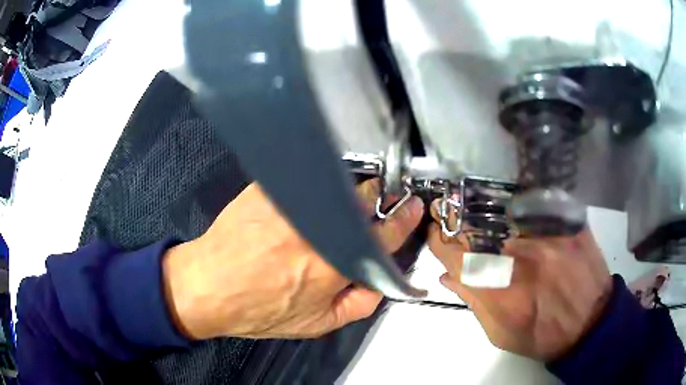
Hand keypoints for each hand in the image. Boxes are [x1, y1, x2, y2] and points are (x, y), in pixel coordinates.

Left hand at [162, 179, 423, 339]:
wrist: (208, 286)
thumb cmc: (255, 308)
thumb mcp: (316, 324)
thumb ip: (359, 304)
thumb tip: (380, 285)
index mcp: (334, 264)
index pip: (386, 233)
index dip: (404, 218)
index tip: (410, 208)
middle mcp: (315, 230)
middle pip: (366, 197)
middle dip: (378, 198)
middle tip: (372, 205)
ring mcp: (291, 204)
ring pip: (337, 185)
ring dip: (346, 194)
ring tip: (333, 210)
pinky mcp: (269, 190)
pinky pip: (305, 180)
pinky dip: (315, 187)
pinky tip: (305, 204)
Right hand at [428, 202, 612, 360]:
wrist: (590, 324)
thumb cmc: (542, 336)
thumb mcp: (501, 333)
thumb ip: (473, 303)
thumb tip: (448, 275)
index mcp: (500, 290)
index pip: (457, 254)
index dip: (440, 238)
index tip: (435, 229)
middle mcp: (523, 257)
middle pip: (480, 227)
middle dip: (460, 218)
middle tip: (452, 209)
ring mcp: (549, 235)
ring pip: (508, 211)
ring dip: (489, 211)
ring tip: (485, 210)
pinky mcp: (569, 224)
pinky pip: (537, 204)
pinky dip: (522, 206)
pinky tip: (519, 210)